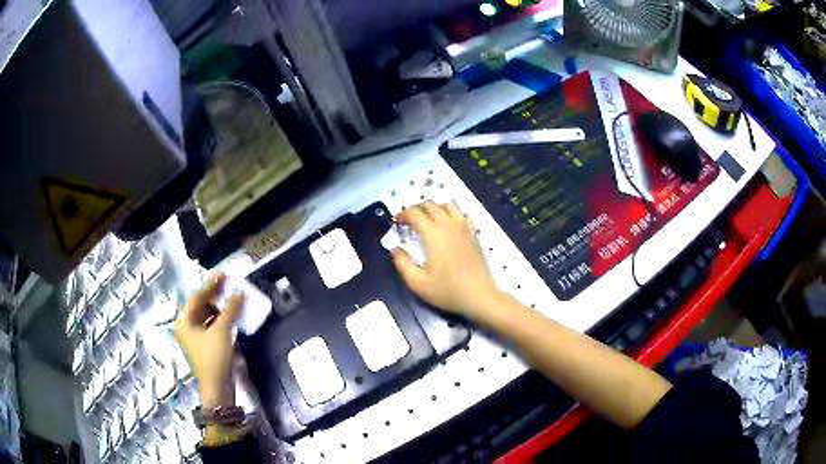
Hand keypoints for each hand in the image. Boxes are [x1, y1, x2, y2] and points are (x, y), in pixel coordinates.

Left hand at [174, 274, 244, 408]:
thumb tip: (240, 292)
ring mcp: (196, 337)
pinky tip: (232, 314)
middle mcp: (187, 327)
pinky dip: (222, 319)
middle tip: (229, 283)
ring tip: (233, 296)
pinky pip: (213, 326)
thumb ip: (230, 310)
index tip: (223, 274)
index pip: (197, 297)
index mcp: (184, 321)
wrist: (218, 389)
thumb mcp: (222, 331)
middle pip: (201, 305)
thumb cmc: (214, 358)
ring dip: (220, 307)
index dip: (210, 285)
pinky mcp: (207, 345)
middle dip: (216, 295)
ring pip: (208, 316)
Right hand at [391, 202, 501, 318]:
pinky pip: (461, 214)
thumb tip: (395, 249)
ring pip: (447, 205)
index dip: (402, 215)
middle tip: (408, 221)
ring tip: (427, 220)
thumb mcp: (417, 283)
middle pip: (430, 205)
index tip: (396, 223)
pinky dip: (450, 213)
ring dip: (434, 208)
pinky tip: (447, 225)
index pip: (414, 214)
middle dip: (416, 209)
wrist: (479, 296)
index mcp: (433, 234)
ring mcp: (463, 227)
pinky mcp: (473, 233)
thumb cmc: (447, 290)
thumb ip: (402, 264)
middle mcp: (448, 225)